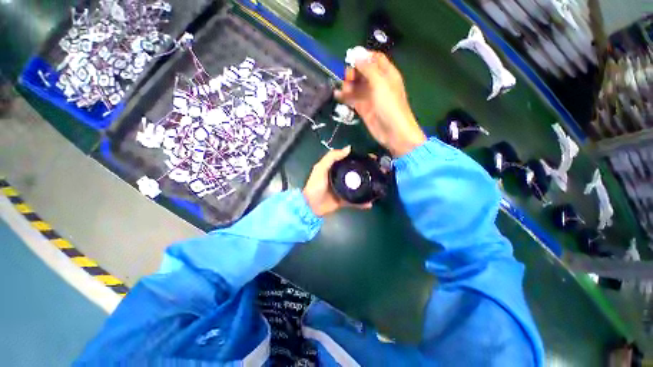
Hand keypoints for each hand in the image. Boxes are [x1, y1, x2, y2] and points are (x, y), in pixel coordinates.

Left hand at [303, 146, 371, 216]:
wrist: (311, 206)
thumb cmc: (315, 185)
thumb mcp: (321, 168)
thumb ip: (332, 157)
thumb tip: (349, 148)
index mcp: (336, 169)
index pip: (351, 161)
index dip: (361, 158)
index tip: (372, 158)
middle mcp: (341, 178)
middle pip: (357, 173)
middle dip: (368, 172)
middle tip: (379, 171)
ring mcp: (344, 190)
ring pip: (358, 187)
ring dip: (368, 186)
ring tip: (378, 185)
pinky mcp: (345, 200)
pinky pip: (355, 201)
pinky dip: (362, 202)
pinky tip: (370, 202)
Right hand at [335, 52, 425, 156]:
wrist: (393, 132)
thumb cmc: (390, 105)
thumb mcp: (380, 83)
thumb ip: (368, 68)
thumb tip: (357, 54)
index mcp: (386, 74)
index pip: (374, 59)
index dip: (363, 57)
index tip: (352, 60)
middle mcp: (378, 83)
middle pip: (363, 72)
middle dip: (353, 72)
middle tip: (348, 78)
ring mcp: (370, 97)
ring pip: (356, 86)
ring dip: (348, 85)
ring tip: (344, 90)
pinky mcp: (363, 108)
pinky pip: (353, 99)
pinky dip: (345, 97)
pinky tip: (338, 95)